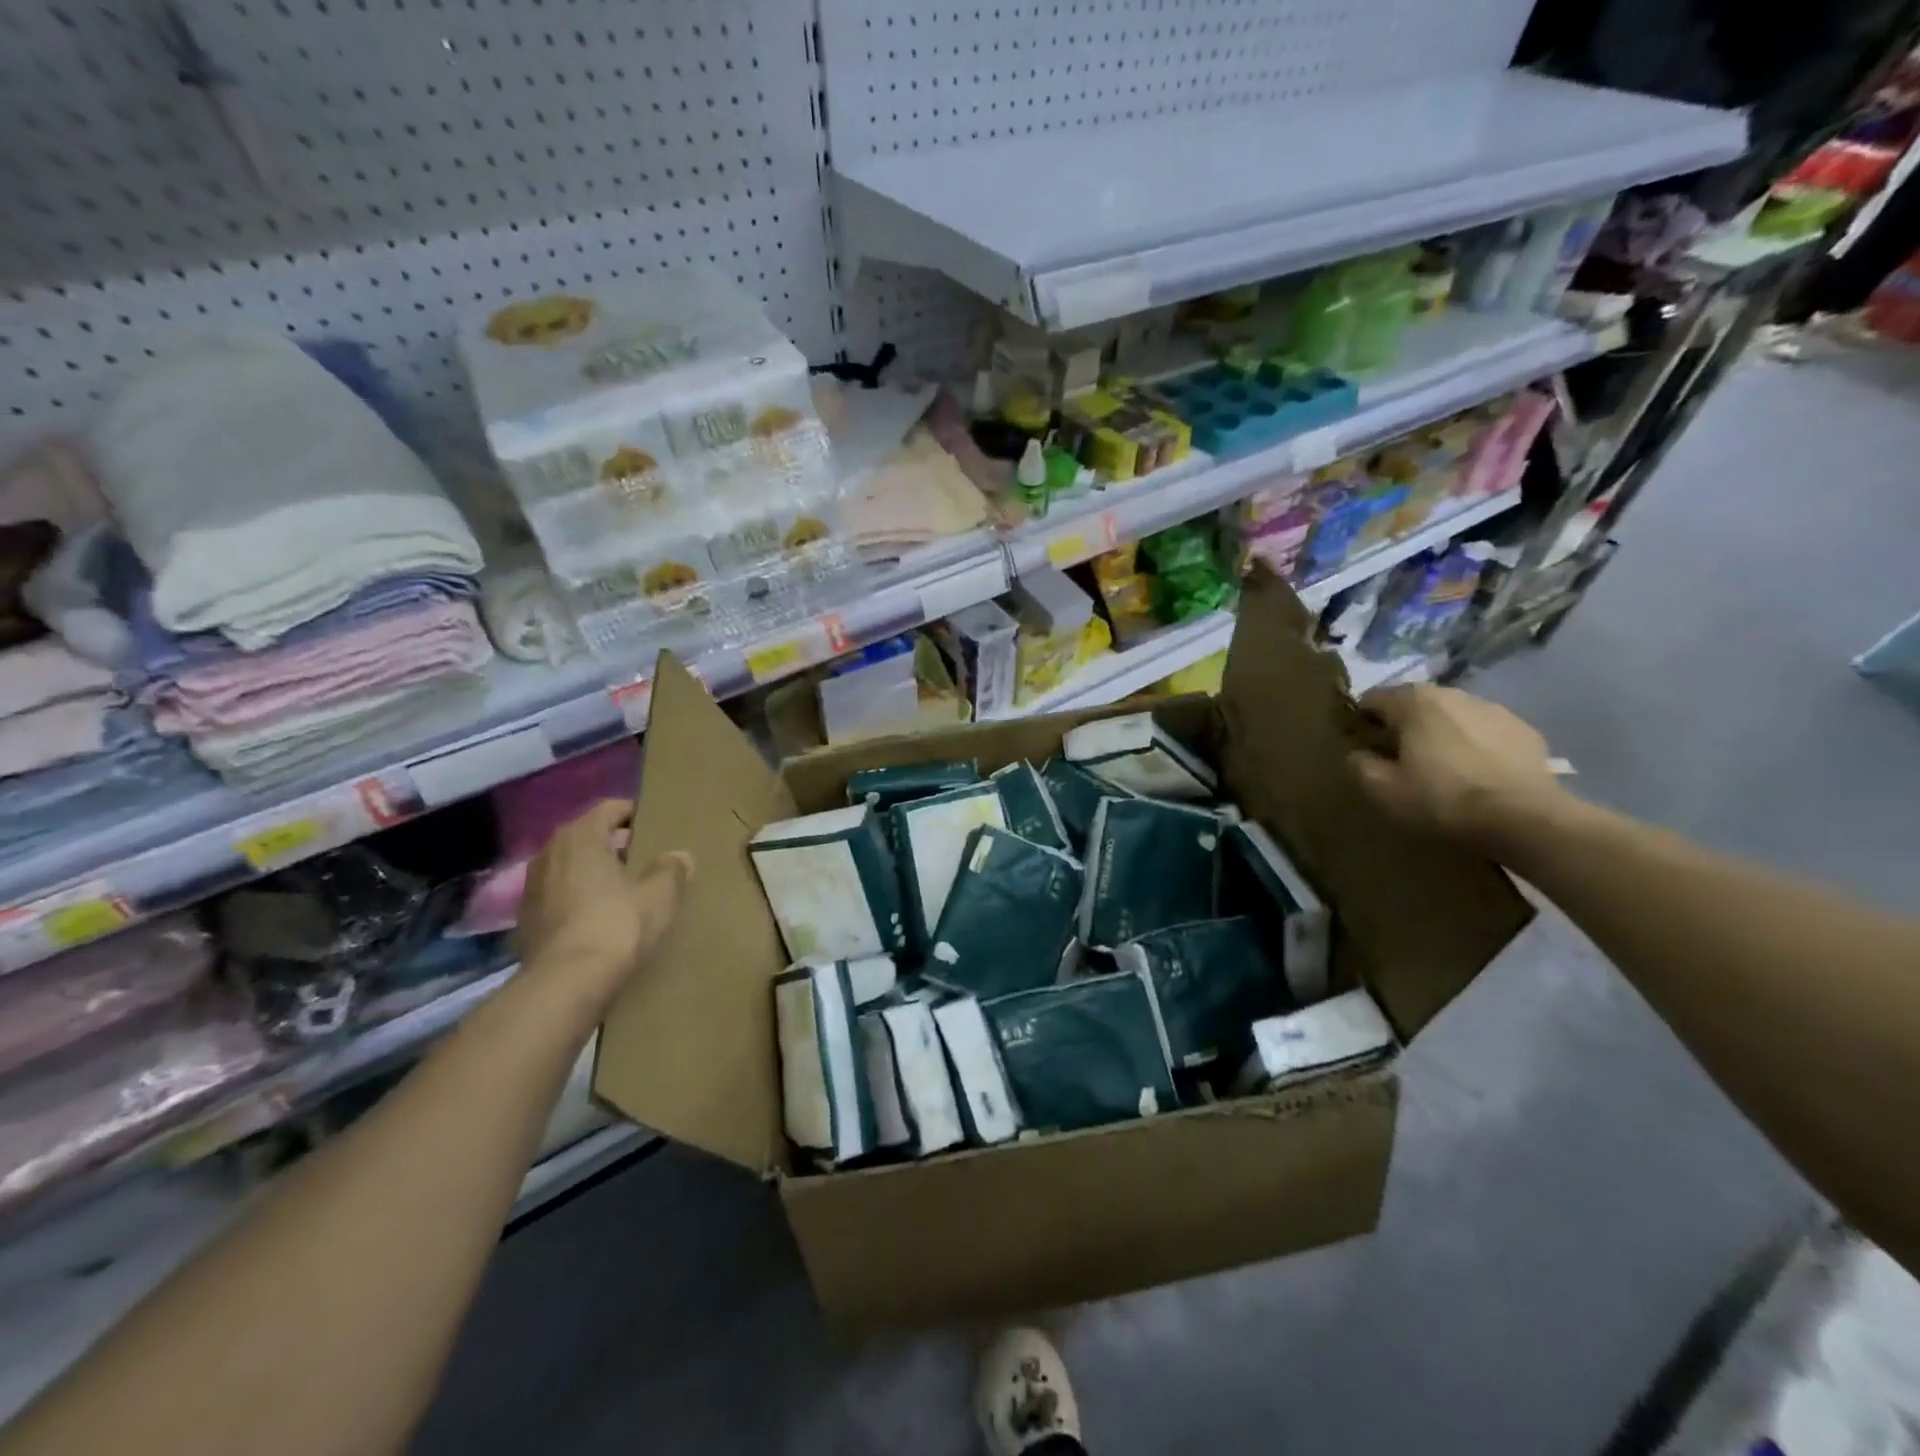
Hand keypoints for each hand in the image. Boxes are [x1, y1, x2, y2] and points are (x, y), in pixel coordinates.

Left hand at [513, 801, 692, 1004]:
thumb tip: (680, 855)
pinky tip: (599, 917)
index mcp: (581, 836)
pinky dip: (577, 898)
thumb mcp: (659, 895)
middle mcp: (550, 853)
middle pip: (587, 836)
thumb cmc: (616, 924)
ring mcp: (531, 887)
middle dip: (613, 844)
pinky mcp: (525, 920)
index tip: (655, 825)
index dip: (634, 813)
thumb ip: (671, 869)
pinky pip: (559, 895)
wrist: (566, 983)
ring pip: (570, 867)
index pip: (610, 809)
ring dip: (593, 872)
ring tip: (622, 888)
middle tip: (644, 857)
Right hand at [1350, 685, 1564, 845]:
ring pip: (1451, 714)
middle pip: (1413, 703)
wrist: (1525, 817)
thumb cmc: (1443, 798)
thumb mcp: (1384, 790)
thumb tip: (1357, 754)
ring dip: (1440, 732)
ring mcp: (1492, 708)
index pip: (1372, 698)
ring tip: (1442, 767)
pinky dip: (1473, 744)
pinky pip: (1483, 730)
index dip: (1362, 721)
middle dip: (1402, 724)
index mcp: (1413, 702)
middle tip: (1400, 758)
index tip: (1364, 746)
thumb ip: (1360, 765)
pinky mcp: (1523, 728)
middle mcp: (1451, 693)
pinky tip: (1476, 773)